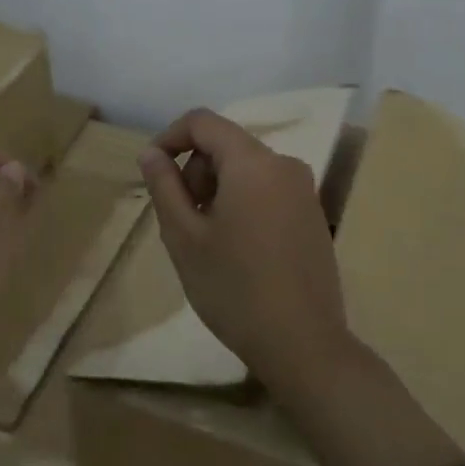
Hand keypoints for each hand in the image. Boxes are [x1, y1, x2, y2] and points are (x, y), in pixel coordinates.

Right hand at [136, 108, 351, 391]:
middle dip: (195, 171)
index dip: (169, 137)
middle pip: (226, 145)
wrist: (303, 343)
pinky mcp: (313, 215)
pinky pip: (267, 190)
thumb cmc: (233, 288)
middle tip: (182, 220)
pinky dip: (242, 203)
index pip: (203, 122)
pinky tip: (237, 250)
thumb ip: (164, 186)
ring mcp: (304, 191)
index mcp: (252, 163)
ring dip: (217, 190)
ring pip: (246, 169)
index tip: (152, 171)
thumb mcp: (184, 236)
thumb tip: (152, 154)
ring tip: (208, 240)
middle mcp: (284, 165)